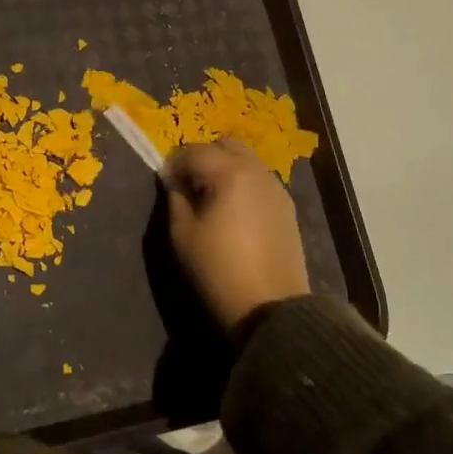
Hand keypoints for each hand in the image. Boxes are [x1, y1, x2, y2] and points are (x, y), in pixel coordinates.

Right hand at [163, 140, 309, 334]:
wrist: (271, 308)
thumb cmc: (218, 269)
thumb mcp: (182, 234)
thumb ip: (176, 198)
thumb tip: (176, 182)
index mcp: (229, 173)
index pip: (193, 151)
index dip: (174, 164)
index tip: (165, 183)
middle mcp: (256, 172)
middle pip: (225, 145)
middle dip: (203, 157)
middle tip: (189, 184)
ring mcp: (276, 188)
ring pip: (246, 160)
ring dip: (225, 168)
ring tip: (211, 198)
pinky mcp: (287, 207)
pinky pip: (259, 180)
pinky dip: (242, 183)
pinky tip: (233, 211)